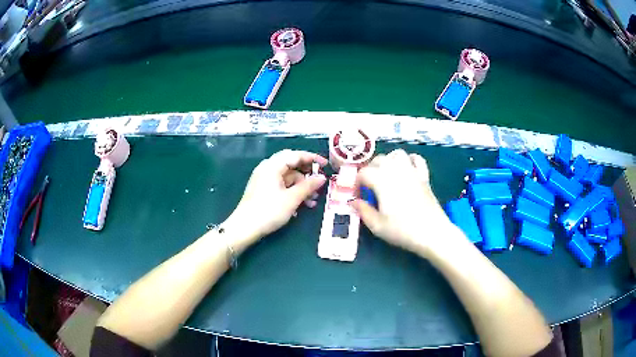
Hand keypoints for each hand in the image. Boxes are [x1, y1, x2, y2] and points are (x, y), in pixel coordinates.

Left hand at [224, 150, 326, 249]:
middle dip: (307, 175)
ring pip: (287, 178)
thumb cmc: (269, 211)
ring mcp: (264, 179)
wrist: (245, 228)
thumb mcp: (292, 199)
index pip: (295, 155)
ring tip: (313, 202)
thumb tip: (322, 177)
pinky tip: (300, 206)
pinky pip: (281, 186)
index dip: (312, 158)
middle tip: (320, 182)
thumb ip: (308, 186)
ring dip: (301, 187)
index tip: (326, 165)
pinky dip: (292, 192)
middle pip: (291, 165)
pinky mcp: (263, 190)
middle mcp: (267, 169)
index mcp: (272, 166)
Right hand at [351, 149, 453, 254]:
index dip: (356, 184)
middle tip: (369, 187)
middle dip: (370, 170)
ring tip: (386, 175)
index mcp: (381, 180)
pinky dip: (409, 160)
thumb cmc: (402, 230)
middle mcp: (396, 170)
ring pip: (396, 154)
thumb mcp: (377, 225)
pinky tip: (406, 170)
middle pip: (378, 160)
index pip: (362, 173)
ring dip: (388, 161)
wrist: (431, 233)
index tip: (357, 196)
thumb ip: (362, 210)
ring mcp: (412, 171)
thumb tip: (353, 202)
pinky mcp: (424, 176)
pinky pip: (416, 159)